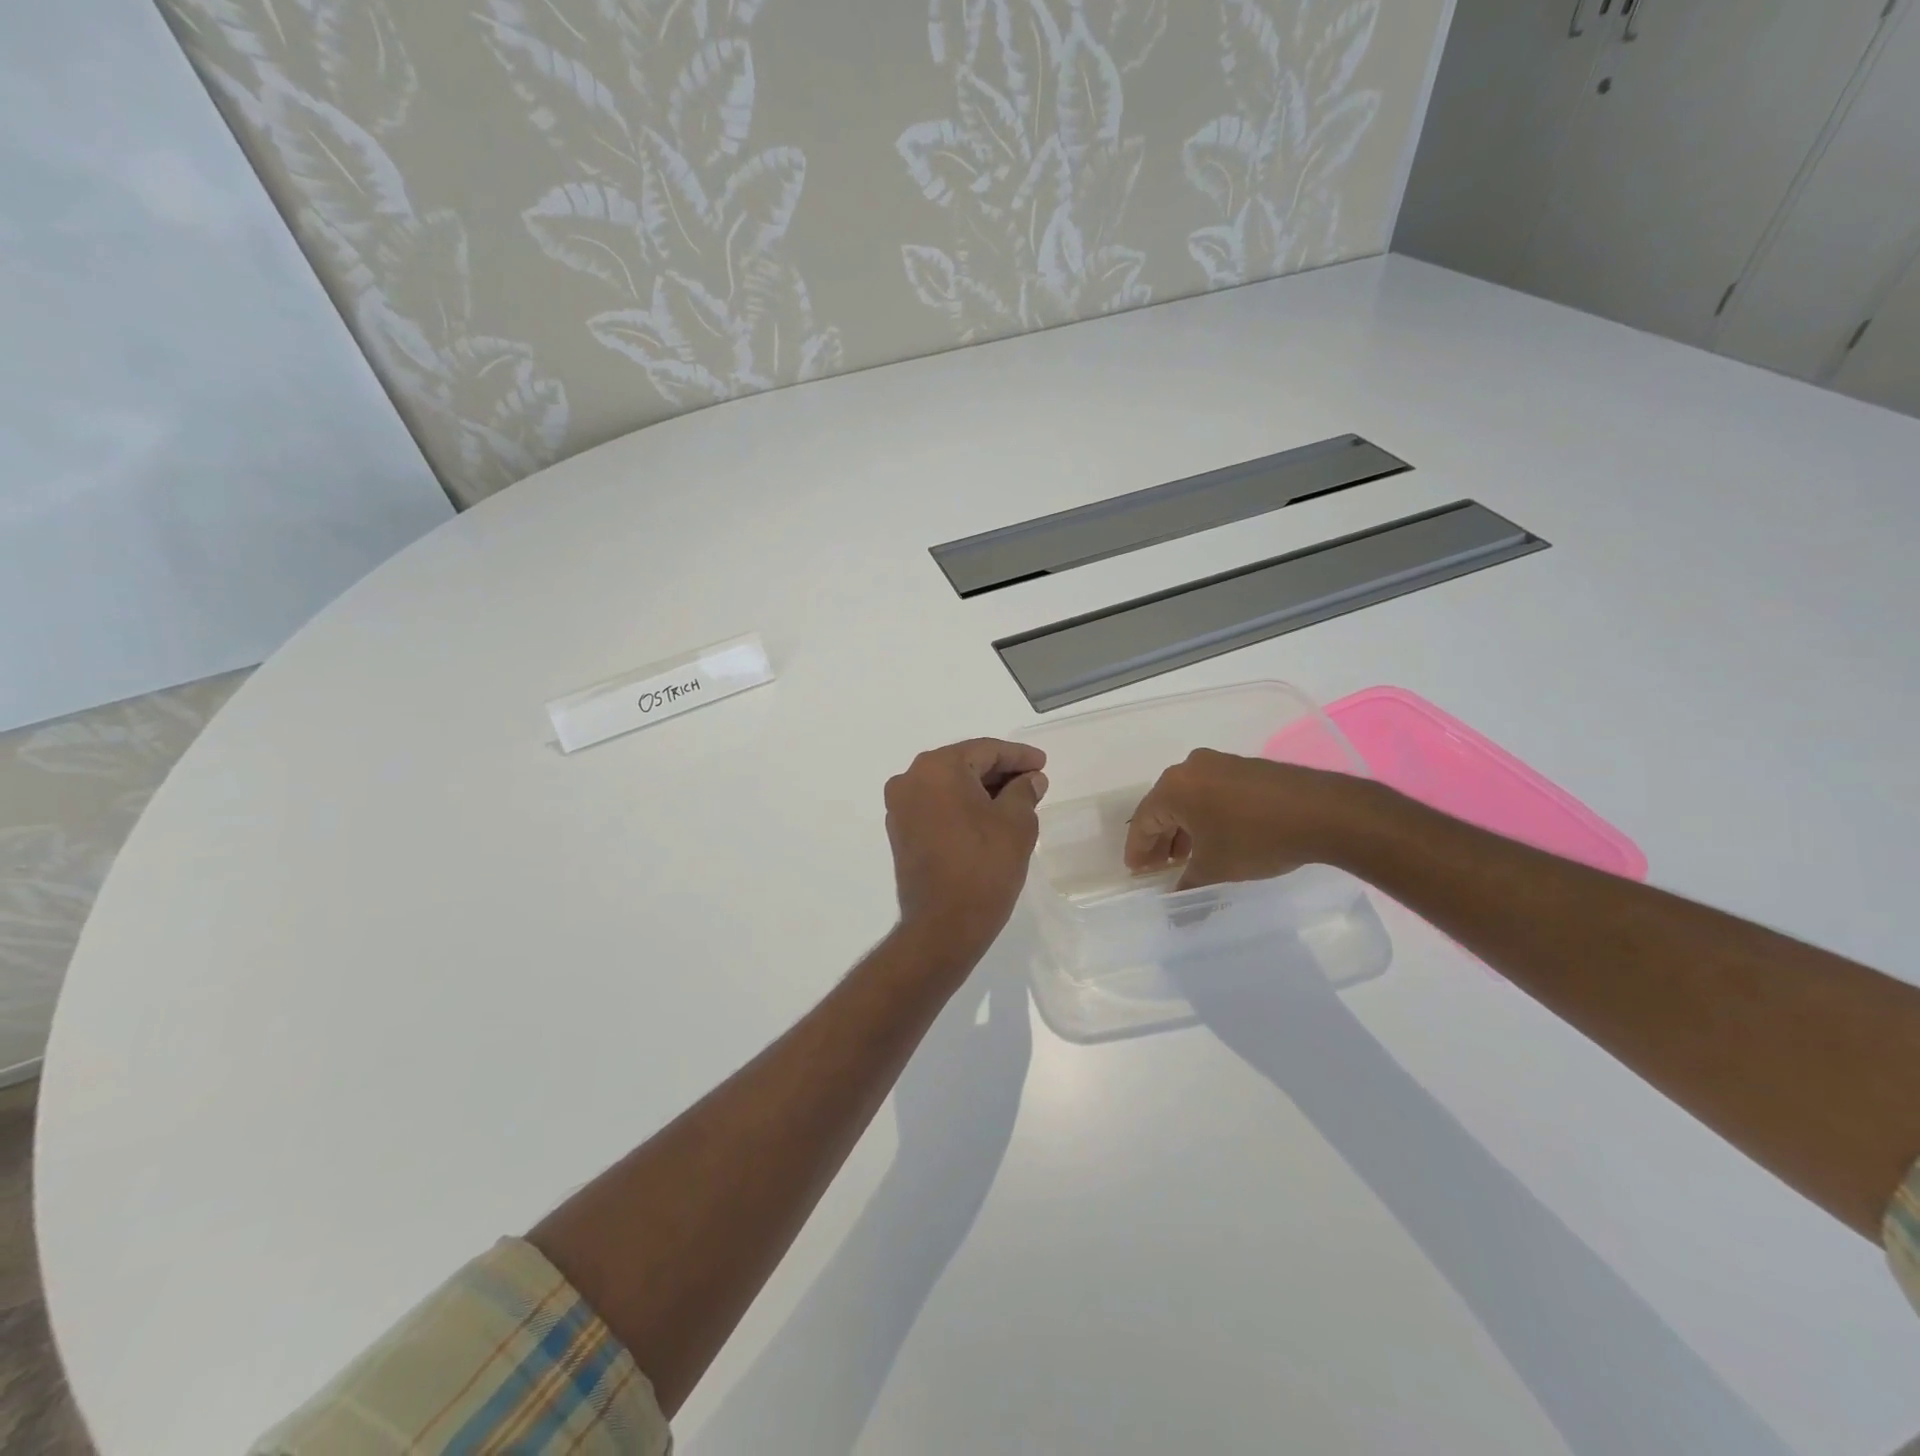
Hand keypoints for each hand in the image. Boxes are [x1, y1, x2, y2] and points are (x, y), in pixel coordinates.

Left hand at [885, 739, 1047, 969]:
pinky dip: (962, 806)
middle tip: (1033, 781)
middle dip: (1000, 771)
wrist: (943, 926)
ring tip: (1016, 800)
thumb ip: (1024, 791)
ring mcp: (901, 807)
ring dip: (981, 790)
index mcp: (937, 768)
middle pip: (964, 764)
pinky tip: (988, 817)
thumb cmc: (984, 867)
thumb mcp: (1017, 823)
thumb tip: (1030, 779)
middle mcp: (911, 779)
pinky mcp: (901, 832)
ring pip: (949, 786)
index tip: (1042, 763)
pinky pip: (936, 806)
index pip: (985, 750)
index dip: (1018, 756)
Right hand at [1124, 749, 1365, 888]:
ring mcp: (1220, 764)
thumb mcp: (1216, 868)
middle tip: (1159, 867)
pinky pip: (1212, 792)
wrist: (1322, 812)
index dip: (1138, 849)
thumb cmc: (1255, 838)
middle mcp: (1191, 768)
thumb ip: (1189, 886)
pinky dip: (1206, 815)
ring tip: (1188, 857)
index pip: (1144, 820)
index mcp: (1174, 787)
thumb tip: (1176, 910)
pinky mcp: (1246, 768)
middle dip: (1161, 839)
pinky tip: (1216, 838)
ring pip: (1190, 799)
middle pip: (1164, 806)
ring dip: (1184, 828)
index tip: (1137, 871)